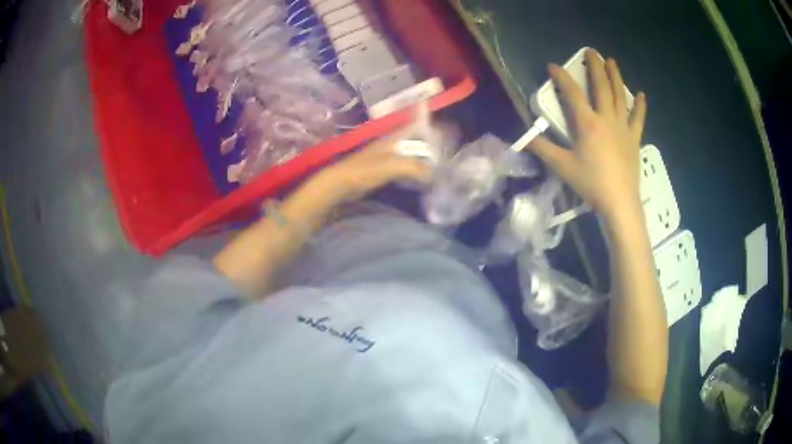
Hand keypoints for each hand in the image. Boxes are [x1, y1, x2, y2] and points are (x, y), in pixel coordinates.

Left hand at [316, 129, 432, 202]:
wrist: (342, 183)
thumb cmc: (365, 170)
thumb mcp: (392, 166)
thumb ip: (414, 168)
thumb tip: (432, 175)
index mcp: (394, 138)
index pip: (414, 124)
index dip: (426, 120)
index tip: (442, 122)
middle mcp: (392, 144)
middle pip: (415, 140)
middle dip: (430, 144)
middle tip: (447, 151)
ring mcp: (387, 157)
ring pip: (410, 154)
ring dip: (422, 158)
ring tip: (438, 165)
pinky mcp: (383, 170)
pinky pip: (403, 167)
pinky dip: (414, 170)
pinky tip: (421, 178)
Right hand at [529, 49, 646, 222]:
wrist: (619, 202)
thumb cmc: (590, 183)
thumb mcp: (561, 166)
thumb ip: (542, 148)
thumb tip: (521, 137)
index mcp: (587, 123)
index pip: (572, 93)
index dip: (561, 77)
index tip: (552, 66)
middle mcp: (606, 118)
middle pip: (600, 86)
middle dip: (594, 66)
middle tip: (591, 51)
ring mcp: (623, 127)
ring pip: (619, 96)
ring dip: (615, 76)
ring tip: (611, 61)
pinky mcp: (634, 138)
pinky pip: (638, 118)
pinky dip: (640, 106)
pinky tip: (641, 94)